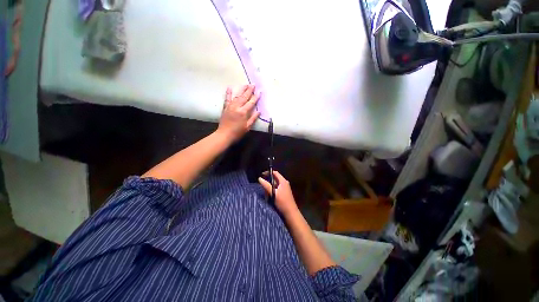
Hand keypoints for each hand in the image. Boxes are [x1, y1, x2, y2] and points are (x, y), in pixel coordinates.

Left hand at [217, 85, 259, 142]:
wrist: (224, 134)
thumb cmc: (237, 132)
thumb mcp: (247, 127)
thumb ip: (253, 118)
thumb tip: (259, 112)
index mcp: (243, 112)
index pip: (251, 103)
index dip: (256, 97)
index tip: (259, 92)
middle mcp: (237, 107)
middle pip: (244, 97)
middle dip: (249, 90)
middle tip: (253, 84)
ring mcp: (230, 106)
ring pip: (237, 96)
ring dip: (241, 90)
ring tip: (245, 85)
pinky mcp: (225, 108)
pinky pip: (227, 99)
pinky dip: (228, 93)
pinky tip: (229, 88)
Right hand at [259, 171, 298, 215]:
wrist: (290, 212)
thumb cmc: (282, 202)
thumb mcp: (273, 193)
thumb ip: (266, 185)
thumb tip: (260, 178)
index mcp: (283, 181)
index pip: (275, 173)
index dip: (268, 172)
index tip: (262, 175)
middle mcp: (284, 183)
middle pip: (275, 178)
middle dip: (268, 181)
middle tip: (262, 184)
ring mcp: (284, 188)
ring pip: (275, 184)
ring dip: (269, 186)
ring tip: (265, 191)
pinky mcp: (284, 193)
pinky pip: (276, 188)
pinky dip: (272, 190)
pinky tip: (269, 195)